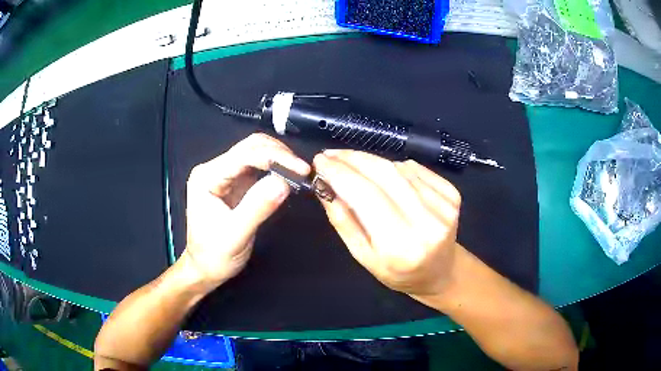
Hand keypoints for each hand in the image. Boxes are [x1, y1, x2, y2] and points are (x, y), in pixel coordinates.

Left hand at [184, 133, 309, 287]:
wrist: (205, 268)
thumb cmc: (214, 255)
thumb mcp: (235, 235)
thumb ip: (257, 207)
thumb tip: (284, 182)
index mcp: (207, 177)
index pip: (244, 155)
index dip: (275, 157)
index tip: (301, 169)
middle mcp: (214, 169)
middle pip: (250, 146)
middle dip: (279, 153)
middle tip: (303, 170)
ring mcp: (225, 175)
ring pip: (255, 152)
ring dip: (279, 158)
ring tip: (298, 172)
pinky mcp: (236, 183)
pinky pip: (258, 167)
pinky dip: (275, 168)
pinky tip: (288, 176)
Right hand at [313, 150, 460, 296]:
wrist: (441, 271)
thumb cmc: (399, 272)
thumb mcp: (363, 257)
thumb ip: (344, 222)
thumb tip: (325, 186)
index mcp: (400, 246)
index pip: (365, 195)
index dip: (340, 173)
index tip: (320, 161)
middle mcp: (426, 222)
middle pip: (384, 174)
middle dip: (353, 159)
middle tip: (332, 155)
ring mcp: (443, 206)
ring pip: (399, 169)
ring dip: (371, 162)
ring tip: (354, 167)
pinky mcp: (452, 193)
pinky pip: (415, 169)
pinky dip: (395, 167)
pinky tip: (386, 176)